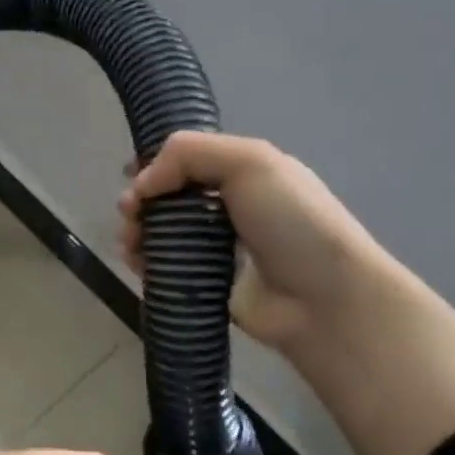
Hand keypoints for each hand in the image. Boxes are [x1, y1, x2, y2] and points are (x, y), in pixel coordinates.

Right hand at [120, 131, 454, 454]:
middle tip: (130, 217)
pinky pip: (165, 268)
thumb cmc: (292, 223)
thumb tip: (141, 184)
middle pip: (167, 198)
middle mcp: (228, 207)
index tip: (132, 180)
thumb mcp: (251, 162)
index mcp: (243, 173)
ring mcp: (216, 249)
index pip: (186, 161)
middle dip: (140, 203)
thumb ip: (190, 154)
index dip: (154, 166)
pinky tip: (139, 266)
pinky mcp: (205, 284)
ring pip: (161, 234)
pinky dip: (145, 264)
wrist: (323, 299)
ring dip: (136, 234)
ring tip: (130, 246)